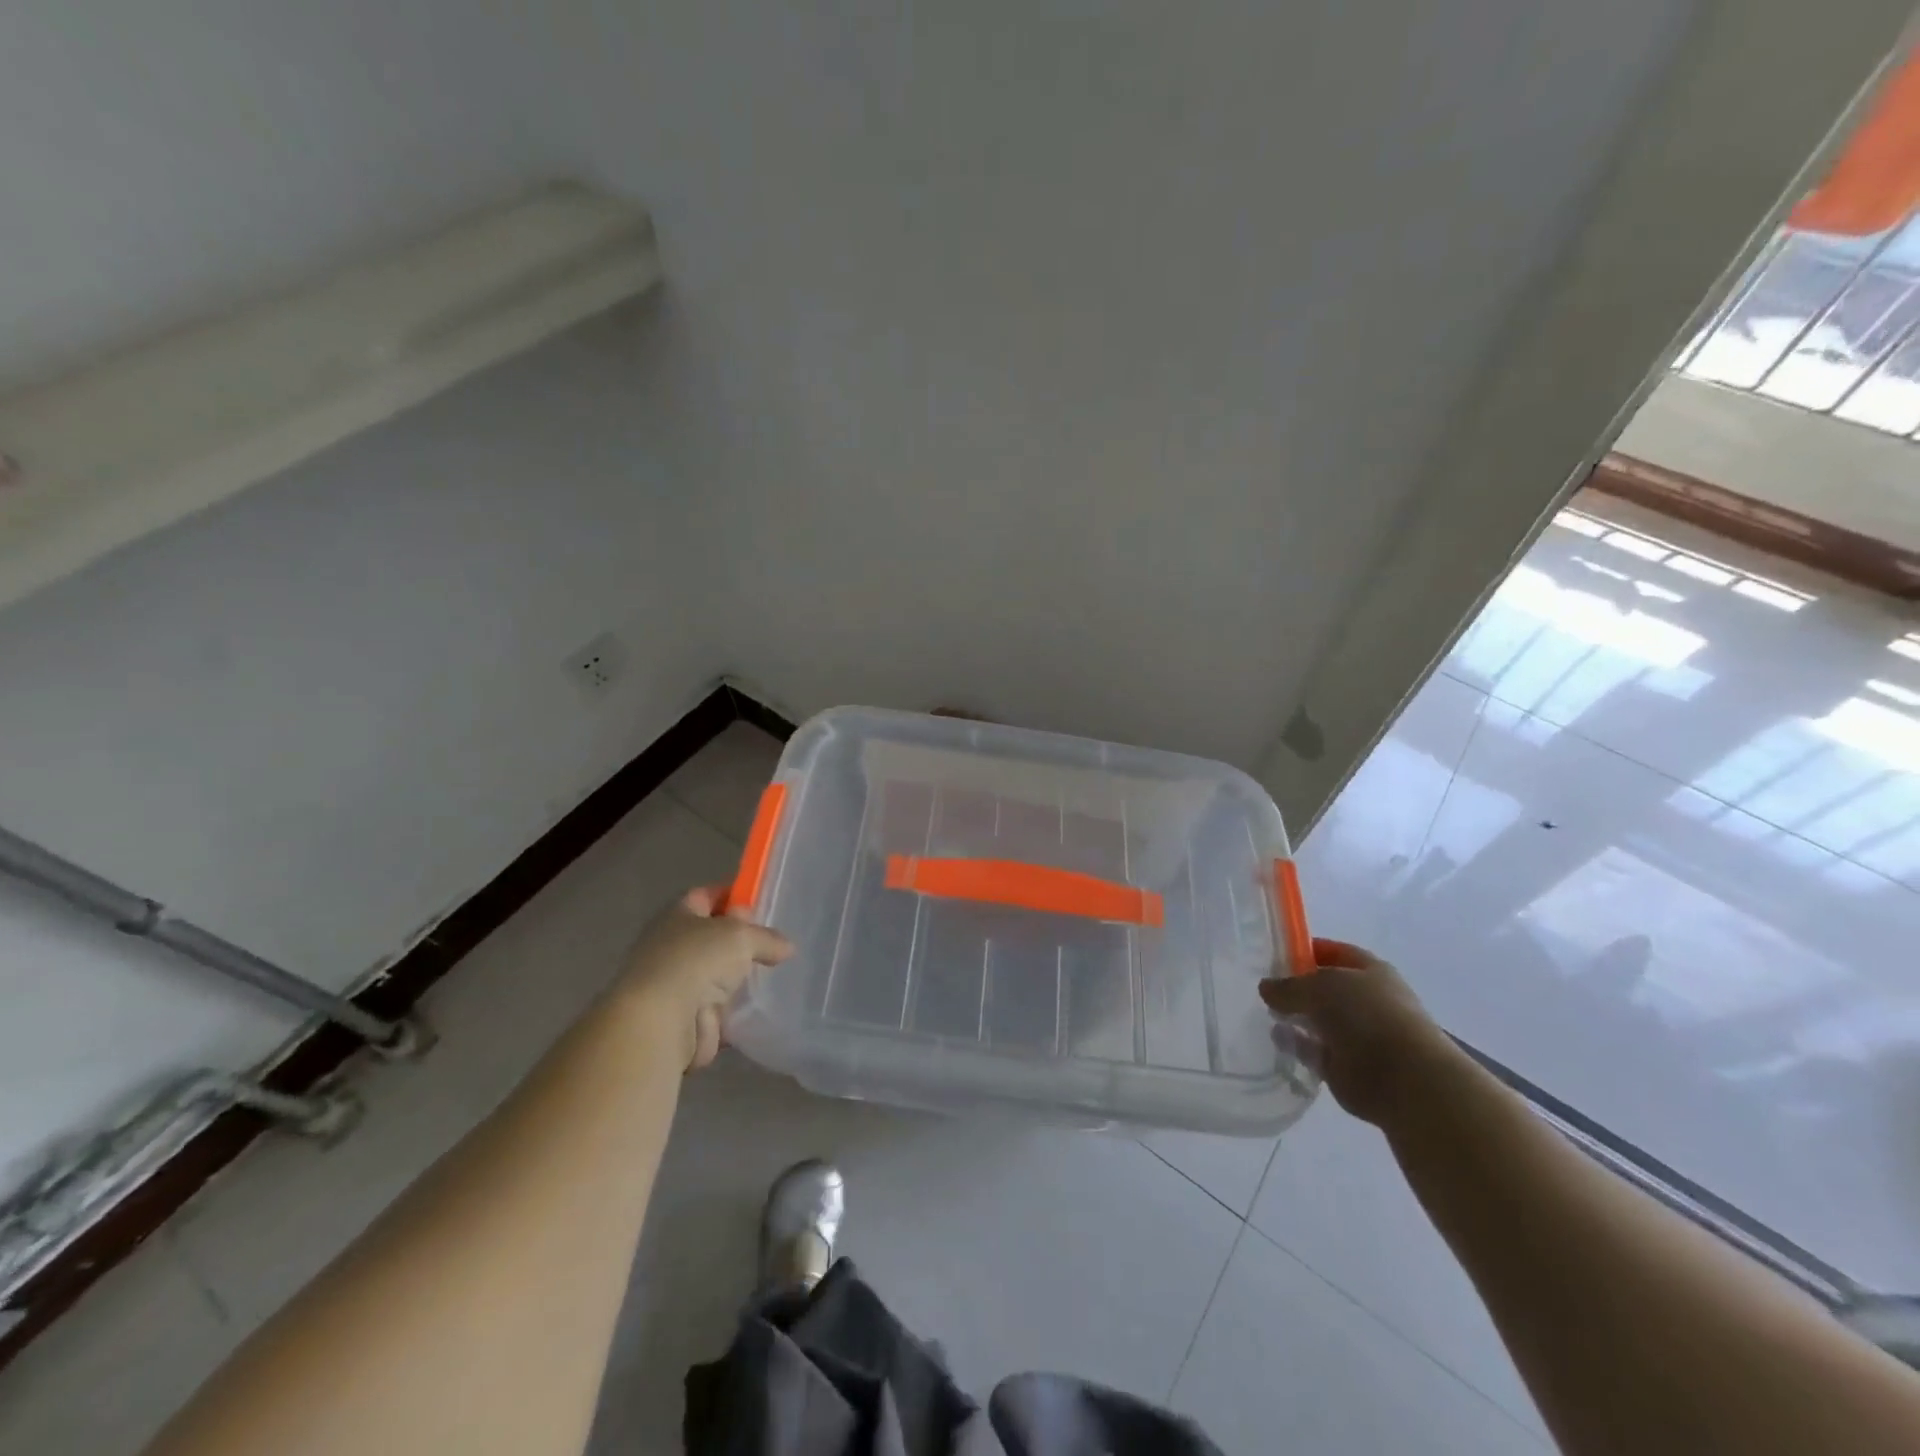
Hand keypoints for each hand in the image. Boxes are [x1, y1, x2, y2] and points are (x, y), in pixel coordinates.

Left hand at [619, 885, 792, 1069]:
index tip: (762, 902)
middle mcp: (672, 946)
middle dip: (740, 941)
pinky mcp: (686, 1019)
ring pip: (716, 974)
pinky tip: (762, 1006)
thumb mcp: (742, 936)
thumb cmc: (697, 960)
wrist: (662, 1022)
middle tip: (775, 943)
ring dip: (739, 978)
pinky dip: (737, 1010)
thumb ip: (766, 938)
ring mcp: (677, 985)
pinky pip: (719, 1009)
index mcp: (678, 915)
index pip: (706, 896)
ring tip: (776, 975)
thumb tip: (786, 947)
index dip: (732, 895)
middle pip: (712, 937)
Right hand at [1259, 938, 1458, 1125]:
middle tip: (1259, 986)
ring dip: (1294, 1017)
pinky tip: (1275, 1040)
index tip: (1273, 954)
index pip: (1332, 952)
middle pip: (1323, 988)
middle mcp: (1365, 1000)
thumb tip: (1266, 987)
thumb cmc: (1367, 1017)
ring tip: (1261, 1012)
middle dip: (1294, 987)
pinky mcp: (1345, 1066)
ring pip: (1317, 1020)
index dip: (1304, 950)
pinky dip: (1296, 1046)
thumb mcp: (1319, 987)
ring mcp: (1356, 1035)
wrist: (1404, 1080)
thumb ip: (1288, 985)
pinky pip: (1313, 1050)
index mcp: (1369, 971)